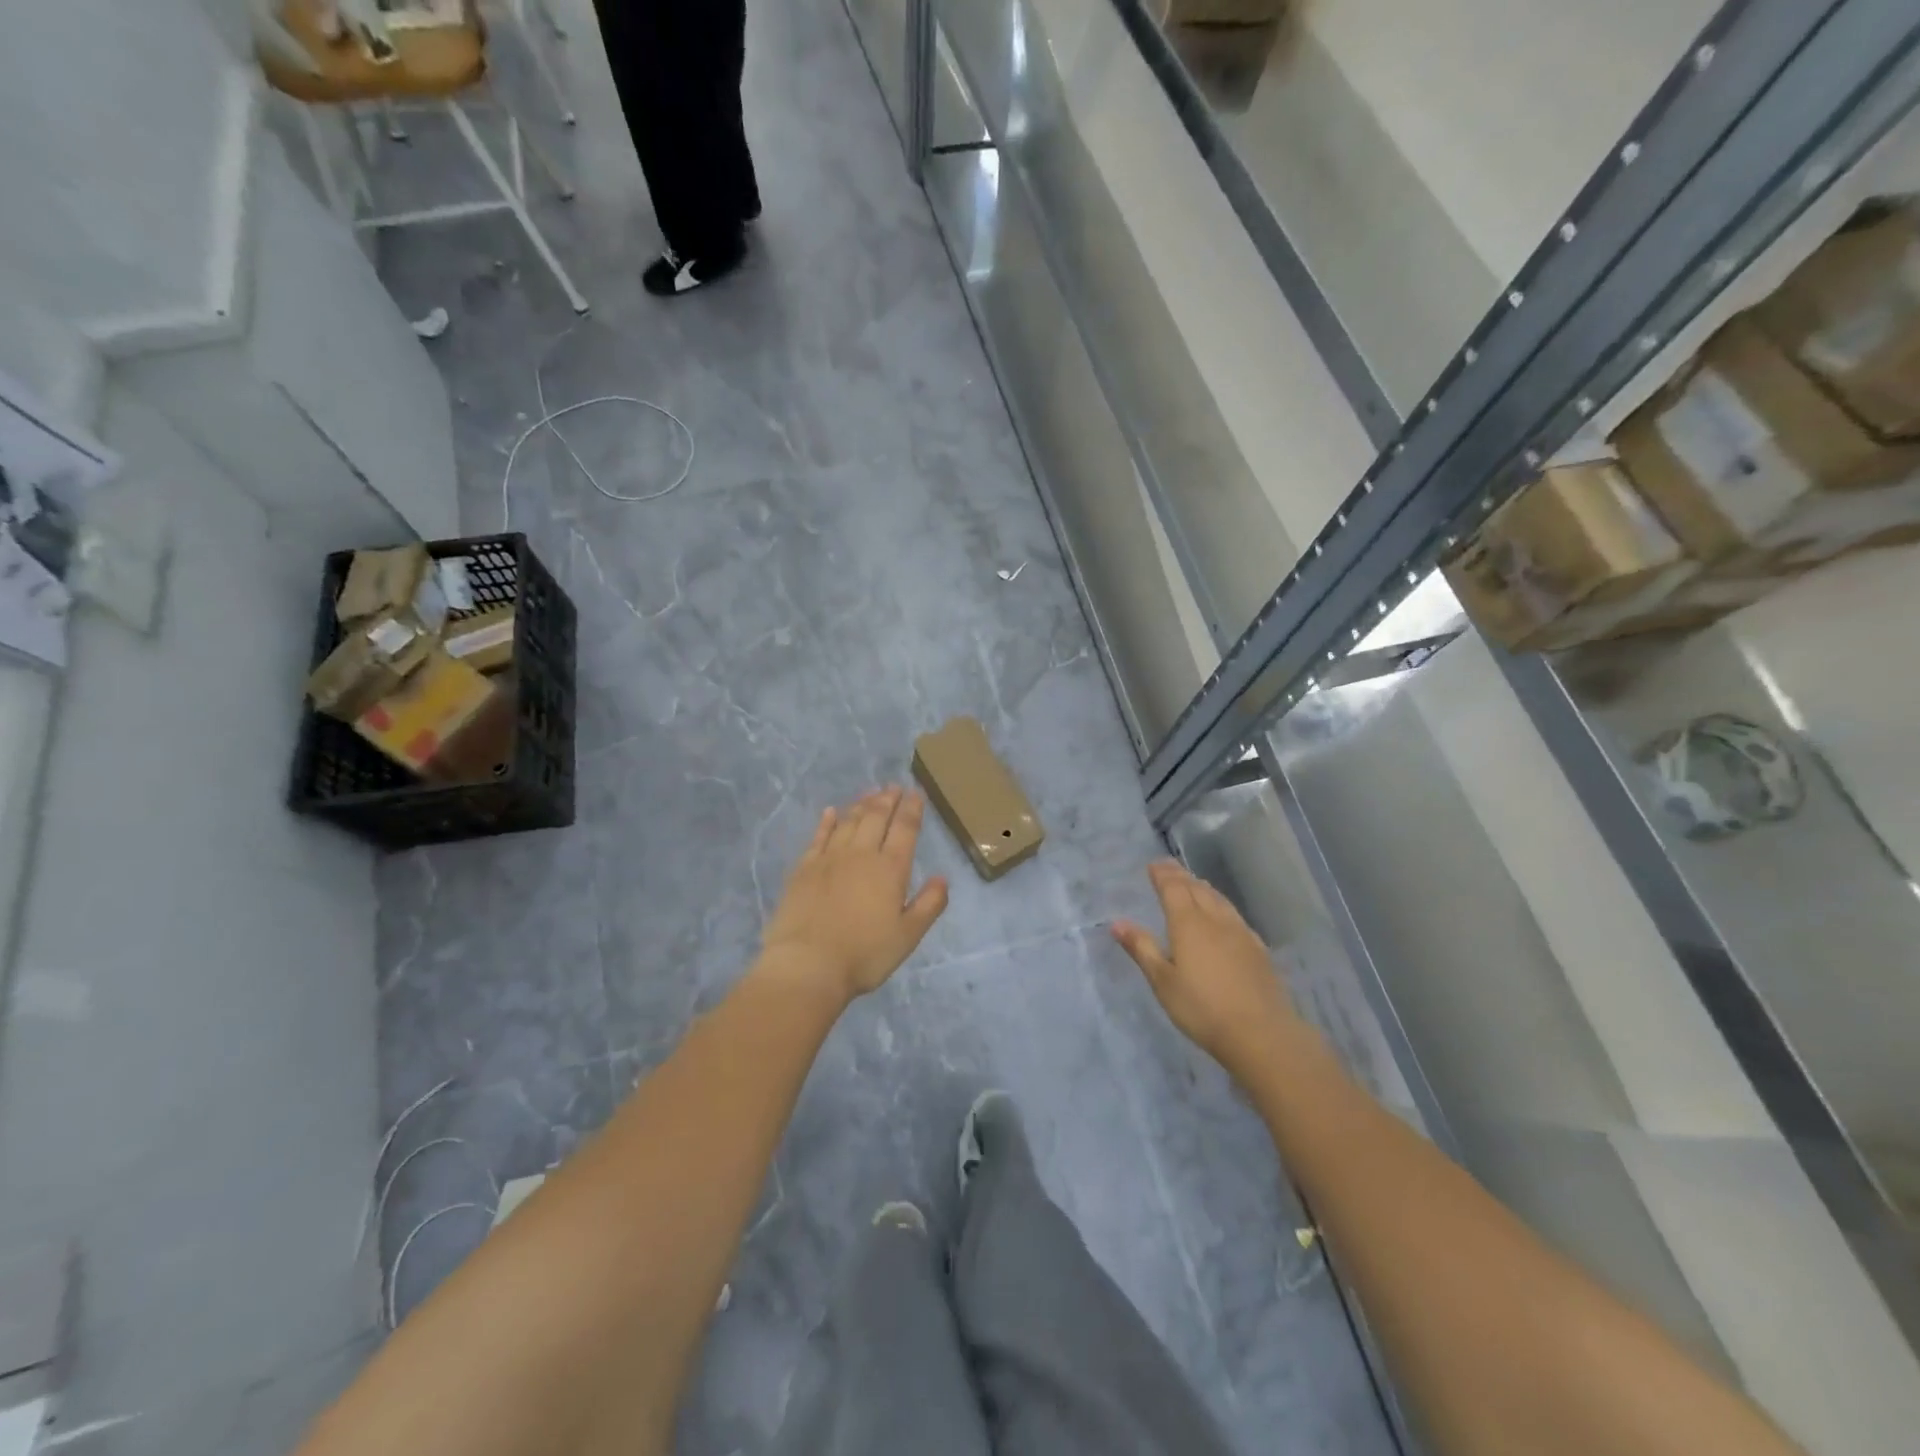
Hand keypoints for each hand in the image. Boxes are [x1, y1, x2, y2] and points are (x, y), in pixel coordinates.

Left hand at [759, 786, 948, 1003]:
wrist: (807, 964)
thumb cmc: (864, 955)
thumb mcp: (908, 936)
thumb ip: (928, 905)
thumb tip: (942, 878)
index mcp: (890, 869)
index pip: (904, 829)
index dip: (912, 809)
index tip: (916, 793)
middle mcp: (861, 855)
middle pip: (876, 818)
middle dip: (887, 799)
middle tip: (893, 786)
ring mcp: (829, 858)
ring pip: (849, 822)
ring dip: (861, 804)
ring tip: (870, 793)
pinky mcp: (804, 868)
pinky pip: (818, 836)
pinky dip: (827, 821)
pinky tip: (831, 812)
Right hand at [1112, 860, 1298, 1079]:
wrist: (1261, 1033)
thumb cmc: (1202, 1008)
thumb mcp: (1162, 981)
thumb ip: (1141, 948)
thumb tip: (1117, 922)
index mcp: (1188, 923)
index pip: (1173, 888)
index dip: (1163, 874)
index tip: (1153, 864)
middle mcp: (1215, 919)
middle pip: (1197, 889)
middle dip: (1181, 876)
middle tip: (1169, 867)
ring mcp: (1240, 933)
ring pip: (1219, 899)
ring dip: (1202, 887)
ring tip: (1194, 883)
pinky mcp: (1258, 949)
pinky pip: (1234, 915)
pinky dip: (1221, 905)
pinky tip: (1223, 916)